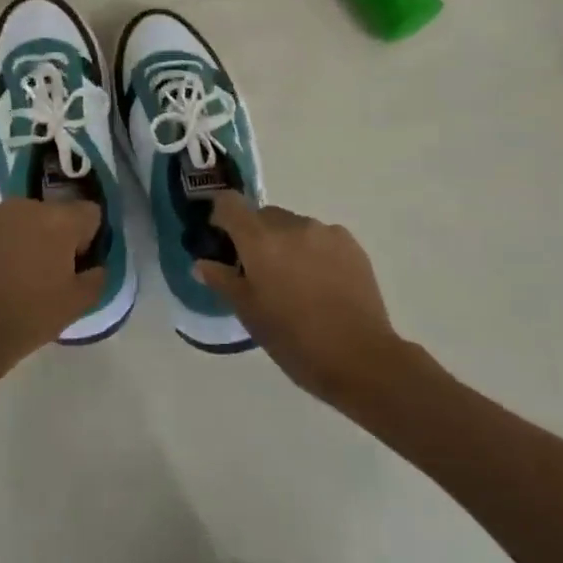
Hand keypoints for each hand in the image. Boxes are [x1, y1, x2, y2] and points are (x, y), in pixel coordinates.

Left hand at [0, 199, 106, 374]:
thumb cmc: (31, 314)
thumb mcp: (78, 304)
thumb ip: (97, 277)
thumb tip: (94, 266)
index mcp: (59, 219)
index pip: (90, 213)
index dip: (88, 239)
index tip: (78, 265)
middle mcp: (26, 206)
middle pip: (53, 214)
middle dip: (55, 236)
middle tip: (48, 272)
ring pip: (21, 220)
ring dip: (25, 238)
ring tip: (16, 275)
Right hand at [196, 194, 430, 406]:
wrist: (360, 359)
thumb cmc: (294, 340)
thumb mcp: (249, 314)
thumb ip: (223, 281)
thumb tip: (202, 263)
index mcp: (260, 240)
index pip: (230, 203)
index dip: (221, 215)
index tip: (222, 239)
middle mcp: (291, 225)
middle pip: (262, 215)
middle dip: (255, 236)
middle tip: (259, 272)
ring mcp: (324, 232)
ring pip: (293, 226)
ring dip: (286, 243)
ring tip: (295, 282)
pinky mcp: (350, 243)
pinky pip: (320, 236)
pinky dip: (312, 251)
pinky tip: (321, 284)